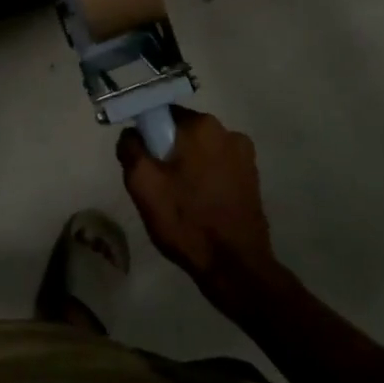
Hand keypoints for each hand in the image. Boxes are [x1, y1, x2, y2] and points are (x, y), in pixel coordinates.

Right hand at [116, 107, 283, 307]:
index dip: (148, 136)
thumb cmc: (186, 221)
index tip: (144, 162)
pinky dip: (207, 177)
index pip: (162, 114)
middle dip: (168, 151)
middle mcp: (227, 131)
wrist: (235, 268)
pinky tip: (201, 204)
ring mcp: (244, 155)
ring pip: (201, 150)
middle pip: (183, 132)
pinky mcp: (253, 177)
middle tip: (159, 185)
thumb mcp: (142, 184)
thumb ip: (130, 148)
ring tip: (181, 199)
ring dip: (189, 165)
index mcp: (201, 126)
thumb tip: (132, 134)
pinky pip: (219, 166)